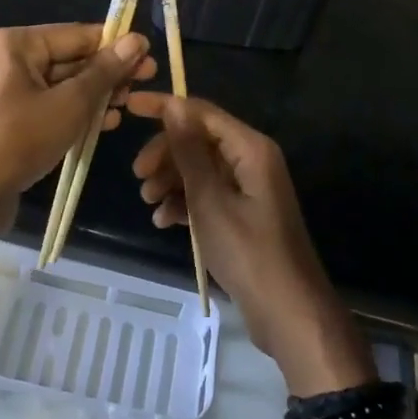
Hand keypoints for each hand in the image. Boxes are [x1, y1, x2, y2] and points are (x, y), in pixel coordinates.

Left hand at [0, 24, 155, 228]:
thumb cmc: (18, 140)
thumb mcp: (70, 104)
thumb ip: (105, 71)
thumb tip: (136, 40)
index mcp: (16, 44)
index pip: (77, 34)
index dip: (115, 44)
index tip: (149, 54)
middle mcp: (8, 59)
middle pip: (70, 58)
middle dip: (108, 72)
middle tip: (147, 80)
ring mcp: (6, 90)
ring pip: (62, 84)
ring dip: (96, 94)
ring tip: (129, 105)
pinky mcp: (9, 119)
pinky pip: (50, 105)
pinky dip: (76, 111)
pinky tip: (105, 123)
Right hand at [125, 93, 374, 393]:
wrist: (288, 314)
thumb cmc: (248, 251)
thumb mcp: (210, 200)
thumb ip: (189, 151)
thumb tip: (174, 104)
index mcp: (250, 148)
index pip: (201, 112)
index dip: (165, 107)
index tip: (128, 107)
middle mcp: (251, 159)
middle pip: (199, 139)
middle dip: (165, 153)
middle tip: (138, 176)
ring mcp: (248, 187)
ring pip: (200, 168)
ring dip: (171, 180)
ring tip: (149, 202)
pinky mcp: (243, 213)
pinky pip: (208, 193)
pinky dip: (184, 202)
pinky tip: (163, 220)